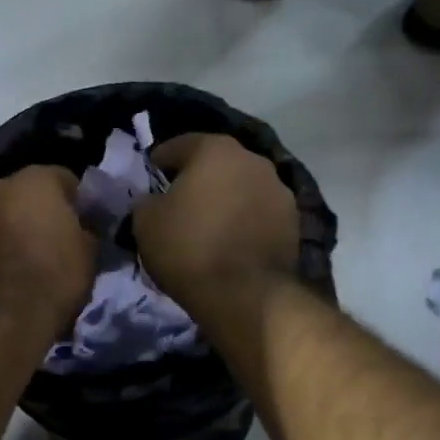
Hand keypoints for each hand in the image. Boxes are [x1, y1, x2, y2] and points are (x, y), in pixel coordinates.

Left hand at [0, 165, 96, 334]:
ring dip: (13, 227)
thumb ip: (87, 230)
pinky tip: (5, 272)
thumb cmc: (54, 275)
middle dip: (40, 211)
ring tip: (27, 260)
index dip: (78, 203)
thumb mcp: (90, 253)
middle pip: (27, 192)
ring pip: (1, 213)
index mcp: (36, 178)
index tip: (85, 225)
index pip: (66, 179)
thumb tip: (84, 228)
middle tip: (56, 240)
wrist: (1, 316)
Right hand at [136, 133, 299, 316]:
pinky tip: (231, 241)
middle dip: (197, 177)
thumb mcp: (145, 222)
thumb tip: (153, 200)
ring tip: (208, 223)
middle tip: (178, 200)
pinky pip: (258, 213)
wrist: (246, 294)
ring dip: (225, 198)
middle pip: (216, 163)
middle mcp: (253, 160)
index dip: (160, 160)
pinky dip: (244, 220)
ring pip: (241, 187)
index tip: (150, 175)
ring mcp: (279, 190)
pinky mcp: (293, 221)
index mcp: (215, 149)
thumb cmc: (189, 248)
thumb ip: (146, 201)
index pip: (179, 145)